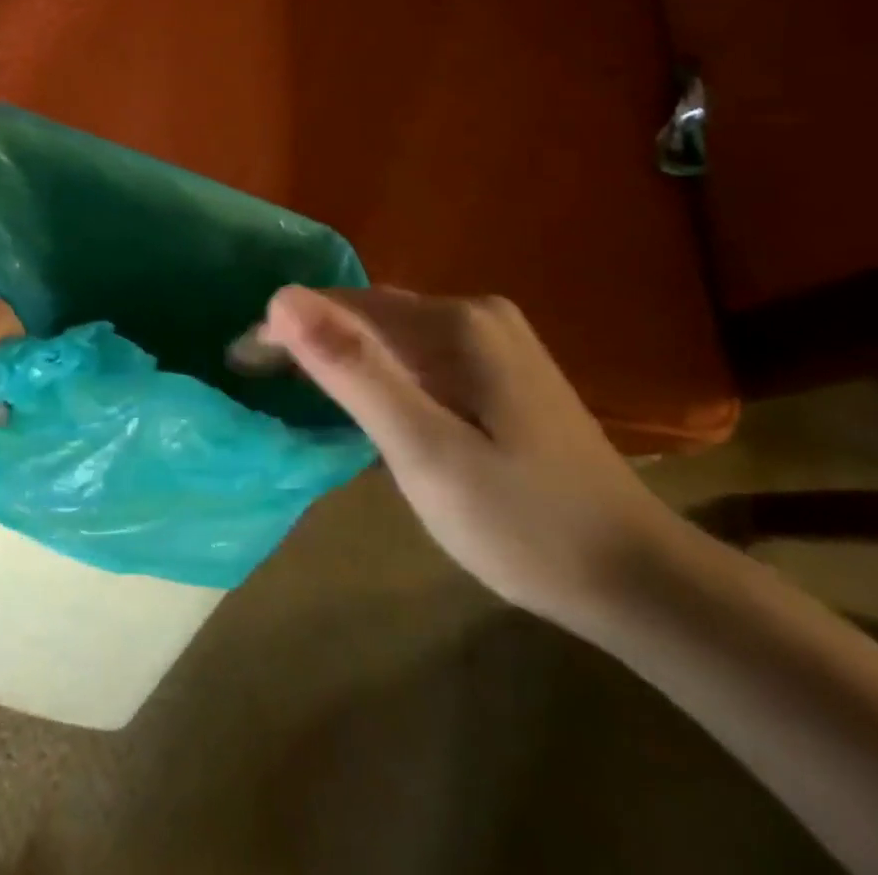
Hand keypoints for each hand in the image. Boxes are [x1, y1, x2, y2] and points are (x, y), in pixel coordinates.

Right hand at [247, 287, 683, 631]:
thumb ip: (353, 370)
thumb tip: (281, 298)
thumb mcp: (424, 451)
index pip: (344, 305)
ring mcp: (494, 337)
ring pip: (392, 331)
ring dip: (341, 351)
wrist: (638, 579)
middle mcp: (475, 312)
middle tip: (257, 374)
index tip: (239, 360)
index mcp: (455, 323)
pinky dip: (379, 367)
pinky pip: (419, 350)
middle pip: (368, 312)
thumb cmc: (521, 522)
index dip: (285, 328)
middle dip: (309, 338)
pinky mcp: (502, 366)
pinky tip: (364, 393)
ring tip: (294, 382)